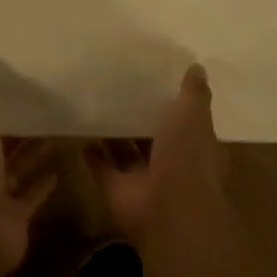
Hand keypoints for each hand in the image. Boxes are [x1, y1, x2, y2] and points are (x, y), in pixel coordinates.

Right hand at [85, 64, 226, 245]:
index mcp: (196, 146)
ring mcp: (143, 179)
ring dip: (113, 133)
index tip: (157, 81)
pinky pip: (101, 167)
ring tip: (95, 103)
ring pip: (125, 151)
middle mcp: (172, 163)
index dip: (175, 105)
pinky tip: (79, 129)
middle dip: (139, 117)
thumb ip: (194, 94)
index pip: (186, 122)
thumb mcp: (193, 115)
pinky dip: (91, 152)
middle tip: (118, 87)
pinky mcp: (116, 190)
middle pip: (153, 137)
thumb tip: (197, 67)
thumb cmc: (187, 156)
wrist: (168, 209)